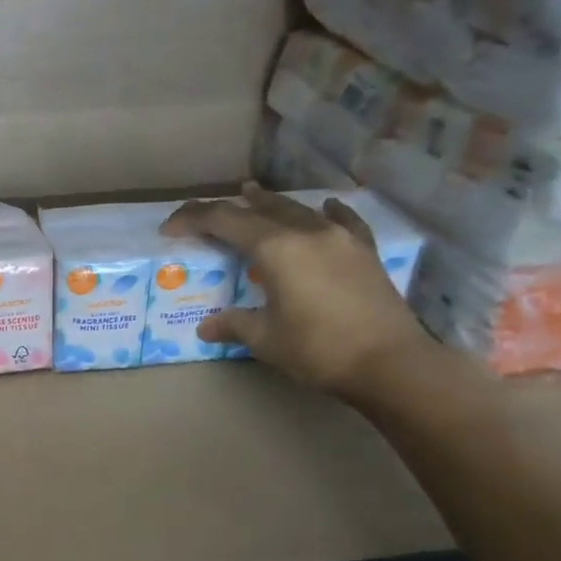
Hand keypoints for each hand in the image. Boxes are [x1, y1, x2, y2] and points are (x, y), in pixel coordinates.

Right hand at [163, 183, 433, 397]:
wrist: (390, 363)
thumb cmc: (319, 350)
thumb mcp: (266, 340)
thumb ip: (234, 325)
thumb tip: (206, 327)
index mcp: (276, 249)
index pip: (224, 221)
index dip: (193, 219)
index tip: (170, 228)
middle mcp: (307, 232)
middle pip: (260, 209)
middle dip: (228, 209)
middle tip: (205, 214)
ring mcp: (340, 238)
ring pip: (297, 209)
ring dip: (270, 204)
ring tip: (252, 196)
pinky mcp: (364, 251)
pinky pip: (342, 220)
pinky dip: (325, 213)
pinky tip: (326, 207)